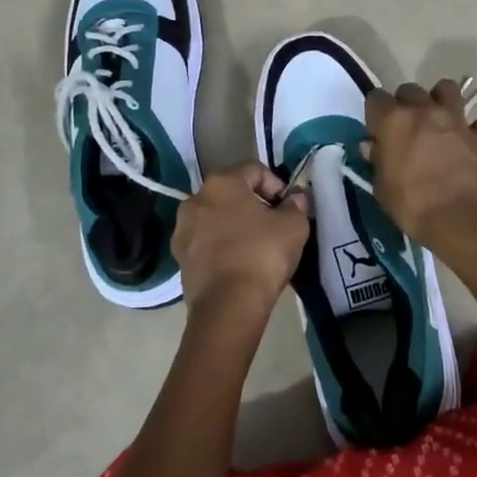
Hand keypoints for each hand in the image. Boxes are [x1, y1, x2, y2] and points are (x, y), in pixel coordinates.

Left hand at [172, 164, 309, 323]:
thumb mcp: (293, 226)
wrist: (227, 306)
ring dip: (235, 225)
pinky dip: (222, 245)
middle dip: (254, 204)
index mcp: (222, 183)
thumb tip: (297, 198)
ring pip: (216, 217)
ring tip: (256, 245)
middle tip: (274, 224)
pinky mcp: (179, 258)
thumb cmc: (262, 255)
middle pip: (231, 192)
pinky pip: (206, 242)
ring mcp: (183, 229)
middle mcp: (196, 199)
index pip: (254, 169)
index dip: (276, 184)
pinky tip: (239, 263)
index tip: (288, 207)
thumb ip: (296, 205)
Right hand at [364, 80, 476, 251]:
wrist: (462, 220)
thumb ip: (377, 161)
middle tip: (407, 128)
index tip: (377, 129)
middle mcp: (425, 111)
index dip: (375, 113)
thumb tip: (374, 147)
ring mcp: (457, 120)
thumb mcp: (382, 189)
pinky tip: (472, 142)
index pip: (376, 98)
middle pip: (410, 89)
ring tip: (439, 121)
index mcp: (394, 121)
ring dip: (441, 100)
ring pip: (448, 89)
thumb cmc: (413, 206)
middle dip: (406, 104)